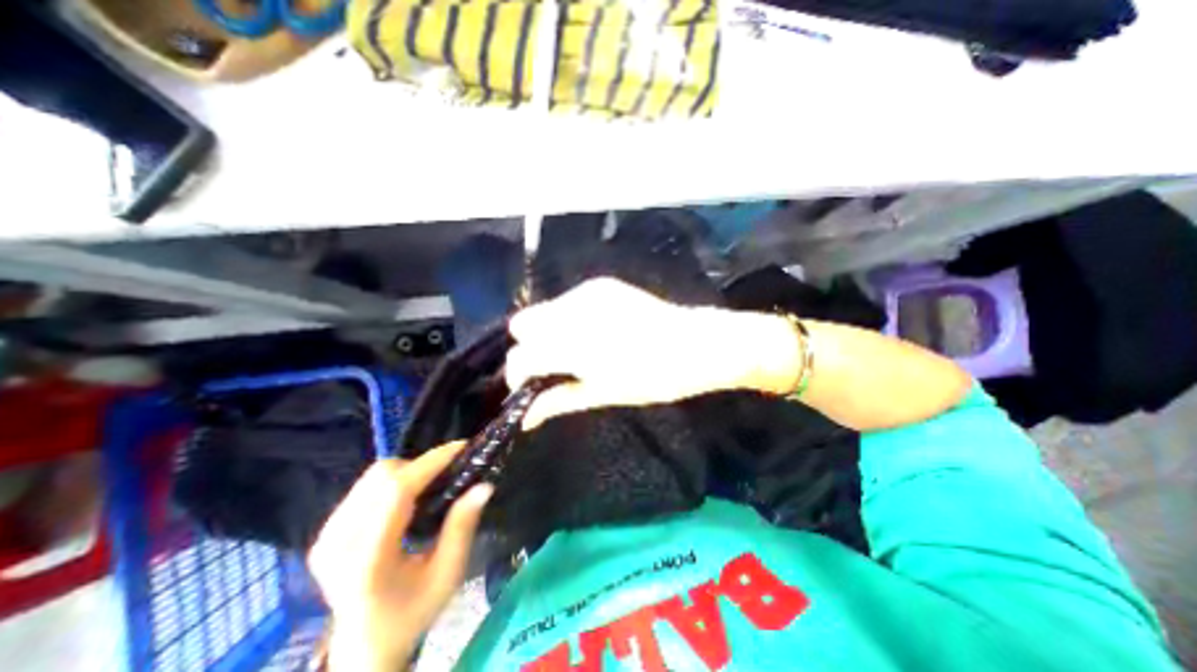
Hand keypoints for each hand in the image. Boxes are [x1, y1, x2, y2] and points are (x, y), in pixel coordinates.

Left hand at [313, 445, 495, 669]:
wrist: (364, 647)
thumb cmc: (412, 612)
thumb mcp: (447, 574)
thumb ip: (462, 527)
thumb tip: (485, 484)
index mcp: (366, 560)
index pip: (397, 491)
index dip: (431, 462)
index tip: (463, 448)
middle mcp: (337, 543)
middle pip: (382, 476)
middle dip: (422, 464)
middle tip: (451, 471)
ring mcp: (326, 536)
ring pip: (373, 476)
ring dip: (409, 470)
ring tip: (433, 482)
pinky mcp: (325, 531)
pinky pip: (365, 486)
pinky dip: (394, 479)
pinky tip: (410, 495)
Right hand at [505, 277, 803, 428]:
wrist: (697, 344)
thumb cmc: (654, 378)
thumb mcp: (604, 393)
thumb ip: (559, 400)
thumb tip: (525, 417)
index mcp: (575, 343)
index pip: (522, 356)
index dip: (518, 375)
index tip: (527, 388)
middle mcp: (575, 309)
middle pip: (524, 324)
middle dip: (531, 348)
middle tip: (552, 369)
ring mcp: (588, 291)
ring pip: (544, 311)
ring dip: (549, 333)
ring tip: (575, 352)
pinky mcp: (601, 285)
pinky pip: (567, 302)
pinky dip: (568, 319)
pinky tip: (591, 333)